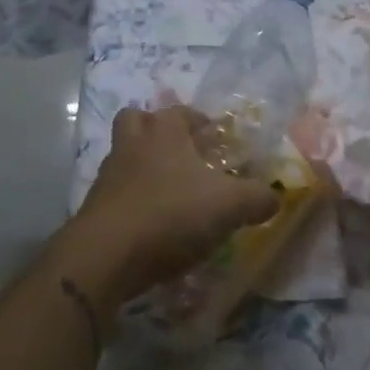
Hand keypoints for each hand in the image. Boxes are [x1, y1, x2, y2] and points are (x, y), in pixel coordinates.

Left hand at [66, 105, 280, 306]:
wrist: (106, 256)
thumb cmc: (171, 214)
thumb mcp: (229, 206)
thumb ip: (257, 198)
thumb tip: (275, 197)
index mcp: (164, 132)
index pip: (181, 112)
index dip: (200, 122)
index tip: (216, 139)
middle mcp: (132, 144)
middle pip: (137, 120)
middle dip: (157, 131)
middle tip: (183, 155)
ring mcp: (108, 175)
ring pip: (125, 156)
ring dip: (143, 167)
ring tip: (170, 192)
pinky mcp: (95, 208)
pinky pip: (117, 193)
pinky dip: (133, 201)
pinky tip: (153, 223)